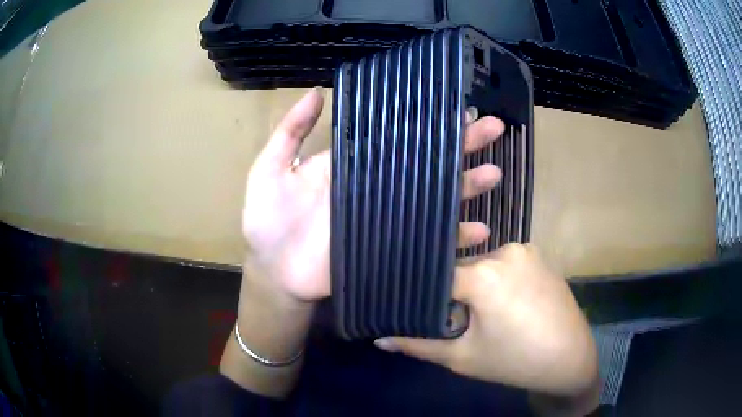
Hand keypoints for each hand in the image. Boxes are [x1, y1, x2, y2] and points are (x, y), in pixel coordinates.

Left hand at [241, 89, 505, 303]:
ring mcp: (389, 219)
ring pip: (436, 198)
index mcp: (354, 164)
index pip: (399, 136)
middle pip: (427, 161)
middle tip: (492, 128)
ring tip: (494, 172)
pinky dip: (454, 238)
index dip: (427, 122)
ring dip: (467, 186)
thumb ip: (290, 133)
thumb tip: (318, 93)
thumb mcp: (270, 170)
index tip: (458, 107)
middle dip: (461, 145)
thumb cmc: (267, 223)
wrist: (275, 274)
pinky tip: (479, 231)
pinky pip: (429, 241)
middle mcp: (378, 186)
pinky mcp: (392, 249)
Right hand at [375, 244, 597, 400]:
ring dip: (479, 285)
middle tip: (458, 319)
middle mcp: (504, 250)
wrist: (569, 358)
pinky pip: (507, 263)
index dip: (426, 293)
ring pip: (485, 264)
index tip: (421, 308)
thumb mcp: (462, 357)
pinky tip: (510, 304)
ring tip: (488, 315)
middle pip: (462, 267)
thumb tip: (379, 339)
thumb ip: (418, 344)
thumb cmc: (515, 361)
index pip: (436, 274)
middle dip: (455, 292)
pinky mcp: (541, 254)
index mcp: (484, 274)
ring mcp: (526, 249)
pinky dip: (500, 279)